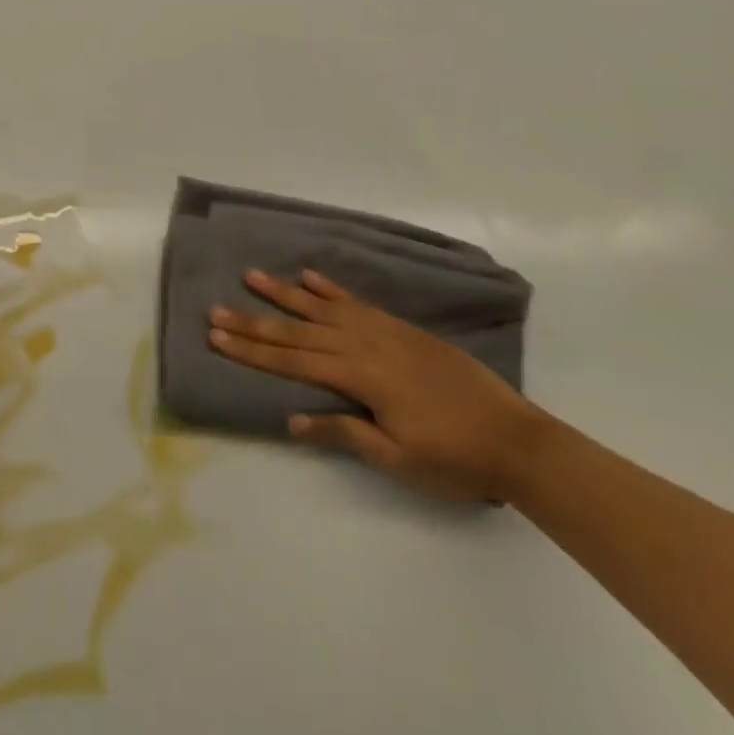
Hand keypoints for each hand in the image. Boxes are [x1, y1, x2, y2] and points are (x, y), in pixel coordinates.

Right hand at [208, 270, 550, 502]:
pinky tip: (309, 277)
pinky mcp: (401, 328)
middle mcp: (364, 344)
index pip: (293, 361)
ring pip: (321, 308)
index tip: (216, 337)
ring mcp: (383, 331)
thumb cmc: (456, 459)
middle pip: (298, 331)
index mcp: (360, 377)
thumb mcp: (399, 459)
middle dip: (253, 322)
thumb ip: (345, 433)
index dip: (252, 351)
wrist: (518, 440)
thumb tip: (291, 419)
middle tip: (216, 309)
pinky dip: (330, 289)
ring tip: (251, 275)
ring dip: (283, 293)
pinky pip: (357, 302)